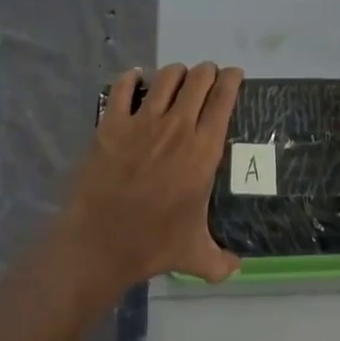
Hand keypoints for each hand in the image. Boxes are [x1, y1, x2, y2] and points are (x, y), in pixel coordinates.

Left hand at [55, 62, 243, 290]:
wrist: (100, 244)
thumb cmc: (152, 245)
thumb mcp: (195, 255)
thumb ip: (221, 261)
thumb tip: (239, 268)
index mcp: (202, 151)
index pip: (223, 100)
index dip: (231, 80)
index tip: (233, 74)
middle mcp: (177, 128)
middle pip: (198, 80)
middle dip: (206, 72)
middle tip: (207, 77)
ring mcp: (142, 122)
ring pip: (166, 77)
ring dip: (176, 73)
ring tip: (177, 78)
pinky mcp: (113, 123)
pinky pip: (124, 87)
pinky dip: (132, 78)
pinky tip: (136, 79)